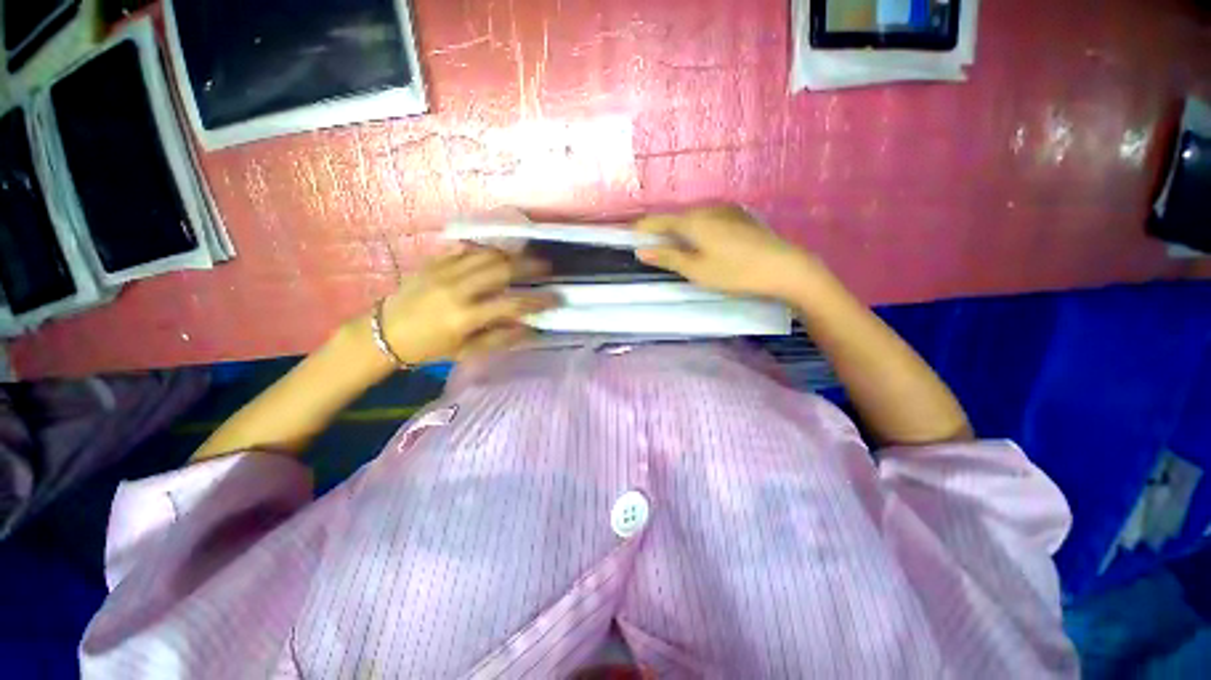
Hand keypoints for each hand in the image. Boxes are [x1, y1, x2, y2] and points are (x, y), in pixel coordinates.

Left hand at [374, 245, 557, 364]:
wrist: (384, 332)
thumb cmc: (429, 348)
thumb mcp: (467, 351)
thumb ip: (500, 338)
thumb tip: (530, 328)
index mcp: (465, 316)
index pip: (512, 304)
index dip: (538, 300)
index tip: (556, 297)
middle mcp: (457, 289)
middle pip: (501, 269)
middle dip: (529, 266)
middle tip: (546, 266)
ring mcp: (443, 271)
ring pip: (485, 254)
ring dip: (509, 255)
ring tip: (523, 258)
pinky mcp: (433, 262)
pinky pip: (464, 248)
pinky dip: (484, 249)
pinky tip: (494, 254)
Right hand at [634, 205, 824, 302]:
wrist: (784, 267)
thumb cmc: (735, 272)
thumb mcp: (697, 270)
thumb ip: (668, 257)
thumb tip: (641, 250)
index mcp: (693, 220)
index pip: (659, 220)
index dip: (643, 228)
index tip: (630, 237)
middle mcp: (708, 208)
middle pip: (676, 217)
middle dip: (661, 229)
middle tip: (651, 245)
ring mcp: (726, 210)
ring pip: (693, 217)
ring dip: (679, 229)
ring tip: (673, 245)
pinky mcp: (740, 216)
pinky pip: (709, 218)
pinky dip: (697, 228)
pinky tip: (701, 242)